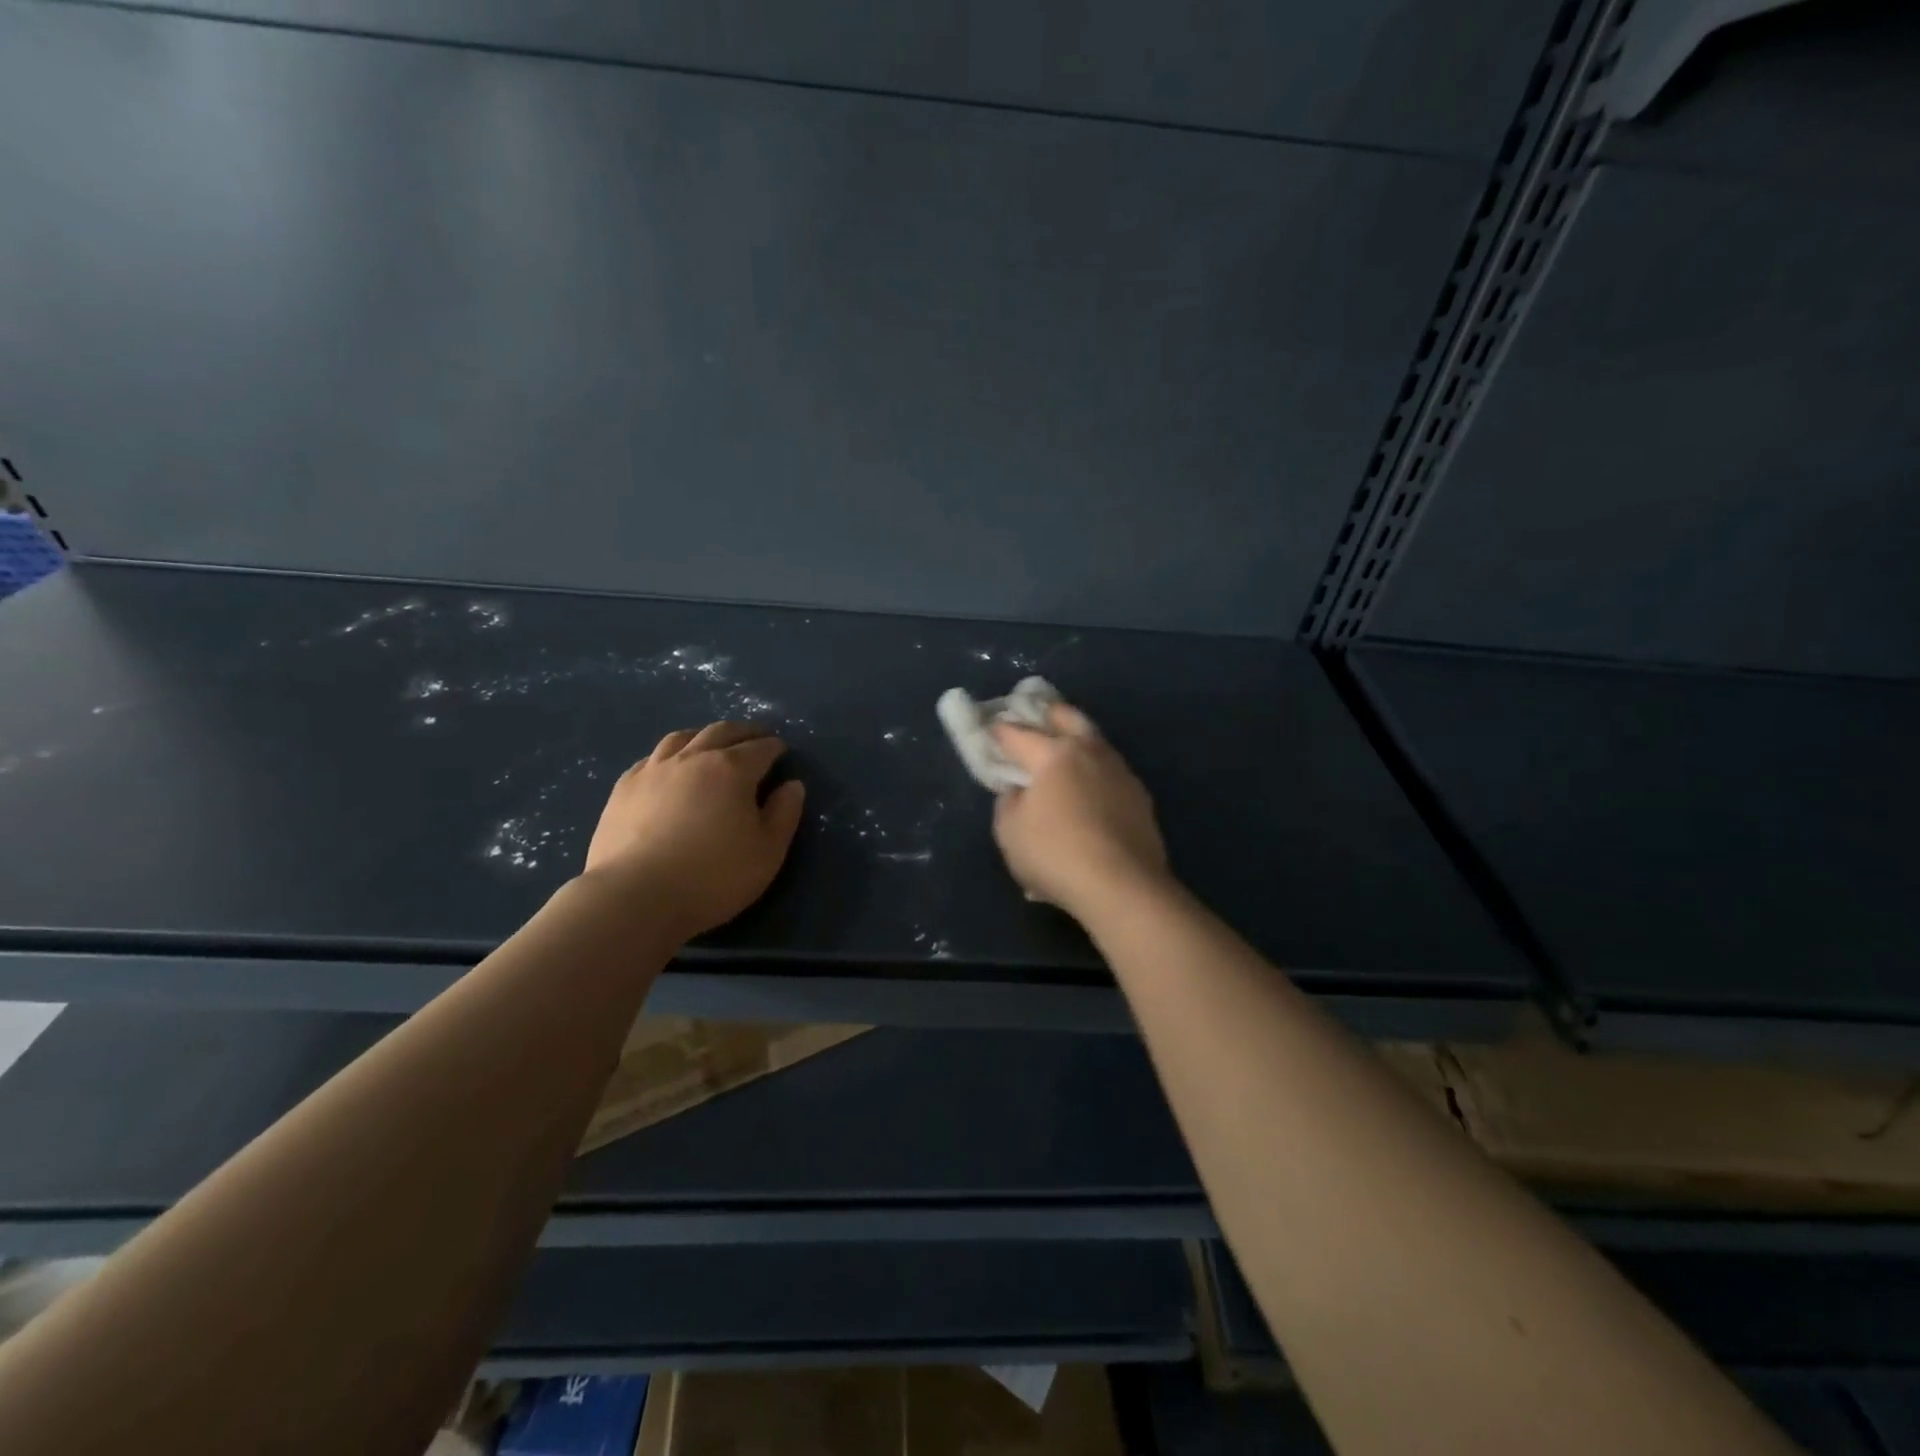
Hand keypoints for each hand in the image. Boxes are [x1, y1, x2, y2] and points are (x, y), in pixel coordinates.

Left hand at [583, 722, 806, 940]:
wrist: (635, 897)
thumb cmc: (713, 876)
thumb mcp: (767, 852)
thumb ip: (784, 814)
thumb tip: (793, 785)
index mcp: (732, 769)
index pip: (760, 748)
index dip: (774, 747)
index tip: (781, 750)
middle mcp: (693, 758)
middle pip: (721, 732)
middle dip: (742, 732)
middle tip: (754, 737)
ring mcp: (653, 770)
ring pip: (681, 738)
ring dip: (703, 736)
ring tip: (711, 744)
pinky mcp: (623, 788)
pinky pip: (651, 758)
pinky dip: (669, 755)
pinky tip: (669, 768)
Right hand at [990, 700, 1170, 922]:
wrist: (1123, 886)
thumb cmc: (1056, 855)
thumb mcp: (1009, 832)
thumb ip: (1009, 802)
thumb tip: (1020, 790)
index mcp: (1054, 754)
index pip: (1018, 733)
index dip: (999, 731)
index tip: (989, 729)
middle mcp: (1090, 752)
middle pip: (1067, 717)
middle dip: (1046, 713)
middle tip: (1032, 718)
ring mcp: (1119, 771)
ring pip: (1094, 741)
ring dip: (1075, 740)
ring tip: (1062, 753)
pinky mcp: (1139, 796)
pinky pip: (1109, 771)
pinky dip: (1093, 772)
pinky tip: (1088, 789)